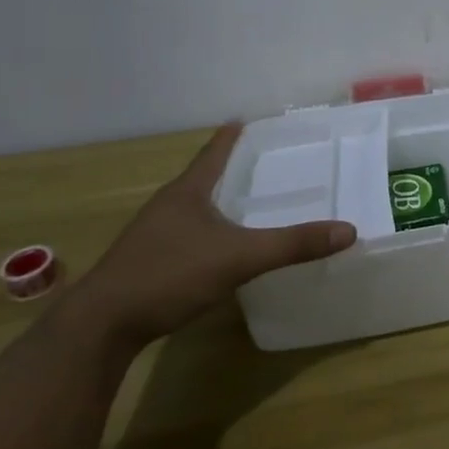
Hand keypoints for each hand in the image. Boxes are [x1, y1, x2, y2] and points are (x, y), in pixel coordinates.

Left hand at [65, 123, 355, 351]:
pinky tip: (222, 249)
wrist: (99, 328)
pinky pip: (186, 236)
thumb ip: (293, 244)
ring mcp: (152, 237)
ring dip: (218, 203)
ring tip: (247, 203)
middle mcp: (167, 207)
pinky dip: (208, 232)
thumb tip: (348, 230)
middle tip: (264, 162)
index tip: (244, 119)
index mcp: (186, 192)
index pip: (213, 153)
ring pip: (193, 209)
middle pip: (203, 178)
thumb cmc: (168, 275)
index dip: (231, 137)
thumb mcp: (239, 258)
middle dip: (230, 169)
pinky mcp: (146, 265)